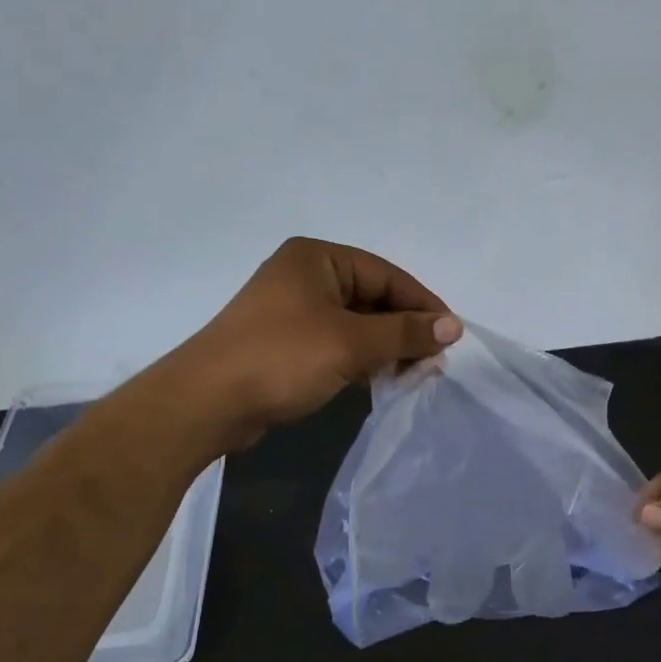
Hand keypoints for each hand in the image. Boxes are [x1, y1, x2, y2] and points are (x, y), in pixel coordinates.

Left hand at [173, 237, 460, 446]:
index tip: (451, 336)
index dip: (422, 305)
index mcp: (318, 259)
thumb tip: (454, 326)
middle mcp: (305, 276)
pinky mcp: (285, 343)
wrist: (206, 402)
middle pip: (373, 298)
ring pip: (356, 324)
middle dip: (404, 330)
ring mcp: (292, 311)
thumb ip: (405, 333)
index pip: (387, 275)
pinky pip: (336, 343)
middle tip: (433, 363)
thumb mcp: (351, 343)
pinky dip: (361, 359)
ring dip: (386, 348)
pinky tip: (379, 380)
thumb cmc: (281, 359)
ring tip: (413, 375)